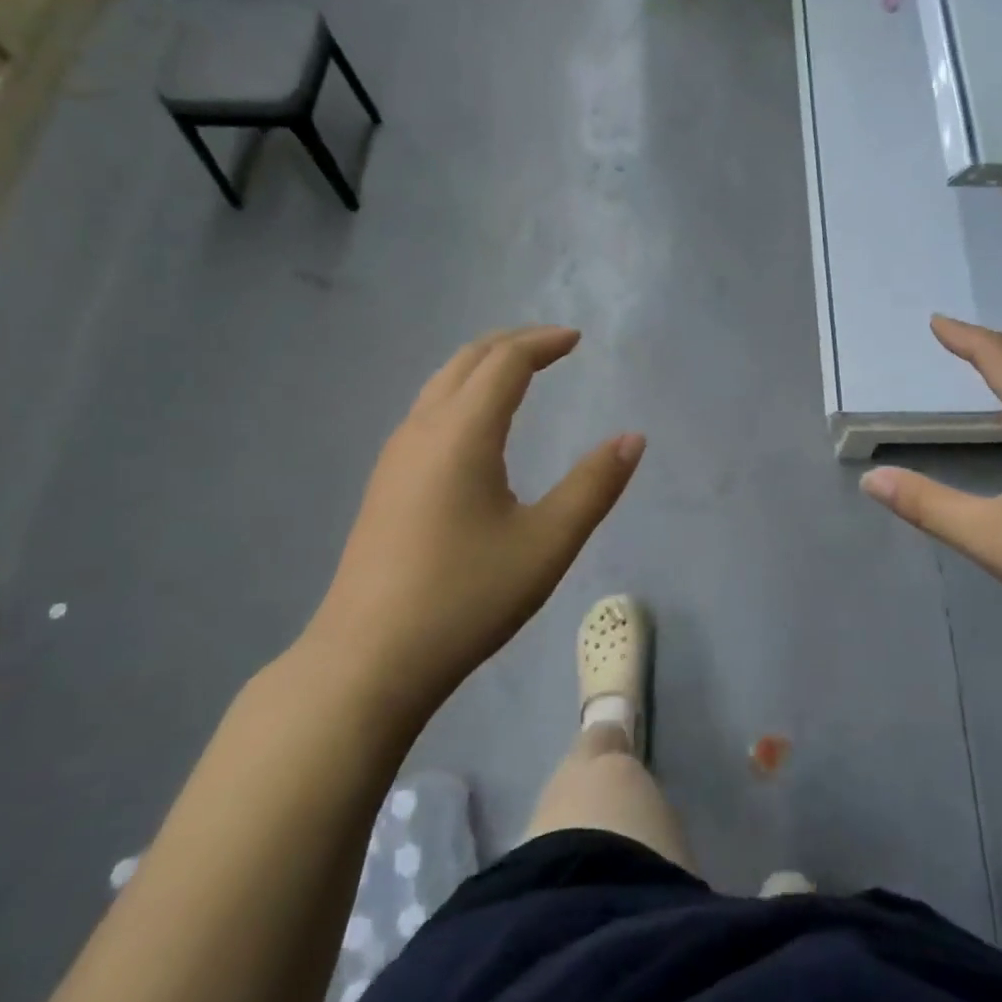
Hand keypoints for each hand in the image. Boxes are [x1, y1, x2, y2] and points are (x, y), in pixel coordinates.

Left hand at [305, 326, 643, 702]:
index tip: (577, 340)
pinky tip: (477, 427)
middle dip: (512, 343)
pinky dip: (462, 394)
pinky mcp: (384, 484)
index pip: (505, 362)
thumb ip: (594, 485)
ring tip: (520, 374)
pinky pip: (427, 412)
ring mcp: (395, 457)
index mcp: (462, 434)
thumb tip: (633, 438)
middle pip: (467, 361)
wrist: (368, 661)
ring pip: (440, 385)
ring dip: (483, 366)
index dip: (543, 343)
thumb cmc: (466, 598)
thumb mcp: (547, 544)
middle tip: (552, 345)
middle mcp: (422, 431)